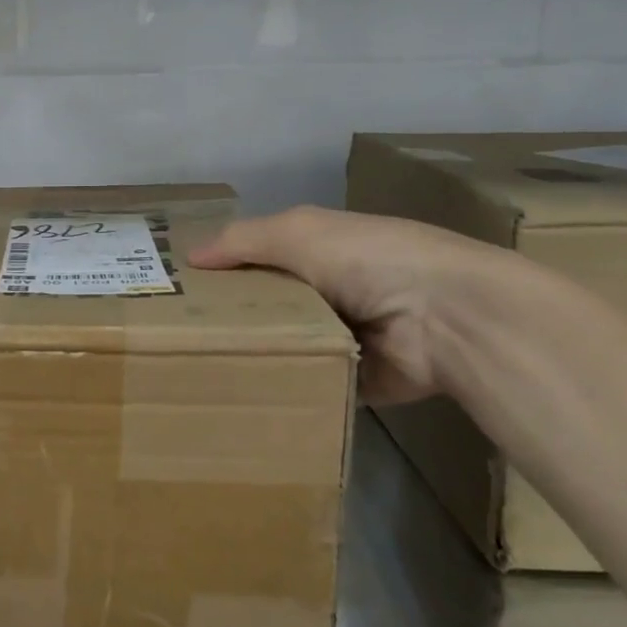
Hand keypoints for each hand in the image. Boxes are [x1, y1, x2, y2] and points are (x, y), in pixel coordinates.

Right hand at [188, 207, 508, 404]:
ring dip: (255, 354)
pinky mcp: (354, 379)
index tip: (179, 292)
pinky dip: (284, 386)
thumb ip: (242, 241)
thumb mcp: (298, 232)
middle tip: (179, 338)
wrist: (446, 318)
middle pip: (266, 305)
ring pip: (283, 345)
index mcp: (318, 250)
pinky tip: (241, 395)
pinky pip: (307, 383)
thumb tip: (188, 256)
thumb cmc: (368, 259)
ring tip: (200, 370)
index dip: (223, 270)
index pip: (258, 257)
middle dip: (231, 317)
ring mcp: (342, 336)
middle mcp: (328, 291)